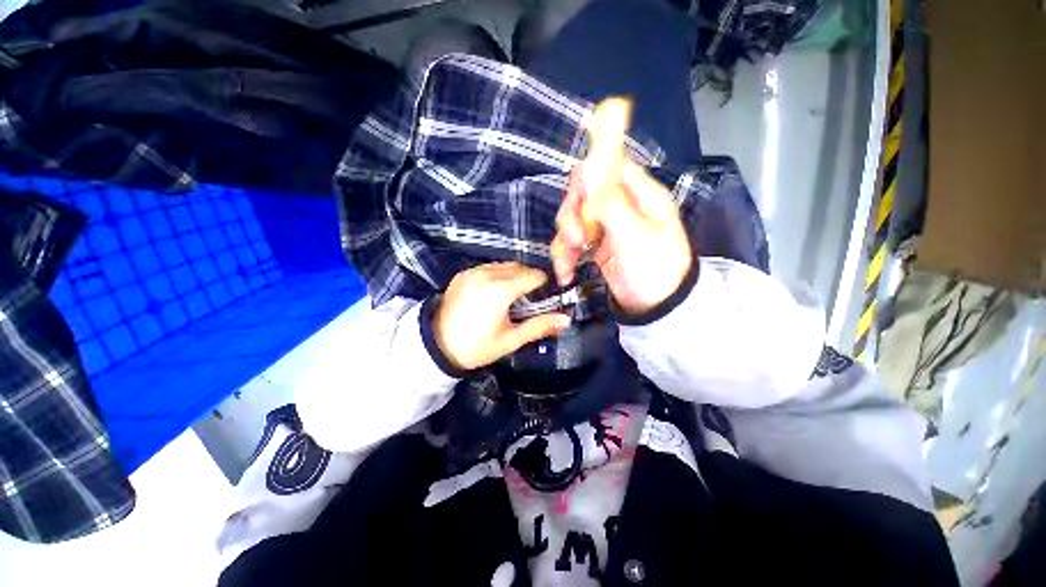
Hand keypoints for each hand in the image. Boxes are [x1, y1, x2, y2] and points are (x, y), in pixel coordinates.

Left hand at [433, 262, 571, 370]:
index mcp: (501, 289)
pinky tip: (493, 293)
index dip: (543, 286)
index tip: (544, 298)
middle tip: (529, 301)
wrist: (435, 346)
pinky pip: (488, 267)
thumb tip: (566, 320)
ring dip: (513, 276)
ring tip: (511, 297)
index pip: (533, 276)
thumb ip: (539, 326)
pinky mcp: (463, 274)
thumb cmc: (476, 346)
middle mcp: (488, 273)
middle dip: (529, 280)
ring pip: (504, 265)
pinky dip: (497, 275)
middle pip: (520, 267)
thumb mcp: (510, 339)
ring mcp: (473, 271)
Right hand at [551, 160, 692, 315]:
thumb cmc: (654, 269)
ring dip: (564, 242)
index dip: (588, 179)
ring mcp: (606, 227)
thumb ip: (610, 202)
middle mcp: (621, 206)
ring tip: (566, 266)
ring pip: (573, 220)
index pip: (608, 167)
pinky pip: (572, 243)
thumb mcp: (634, 235)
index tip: (578, 203)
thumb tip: (587, 166)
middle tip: (574, 239)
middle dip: (571, 218)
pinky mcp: (596, 247)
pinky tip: (565, 274)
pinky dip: (565, 257)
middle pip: (583, 195)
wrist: (658, 308)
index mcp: (639, 194)